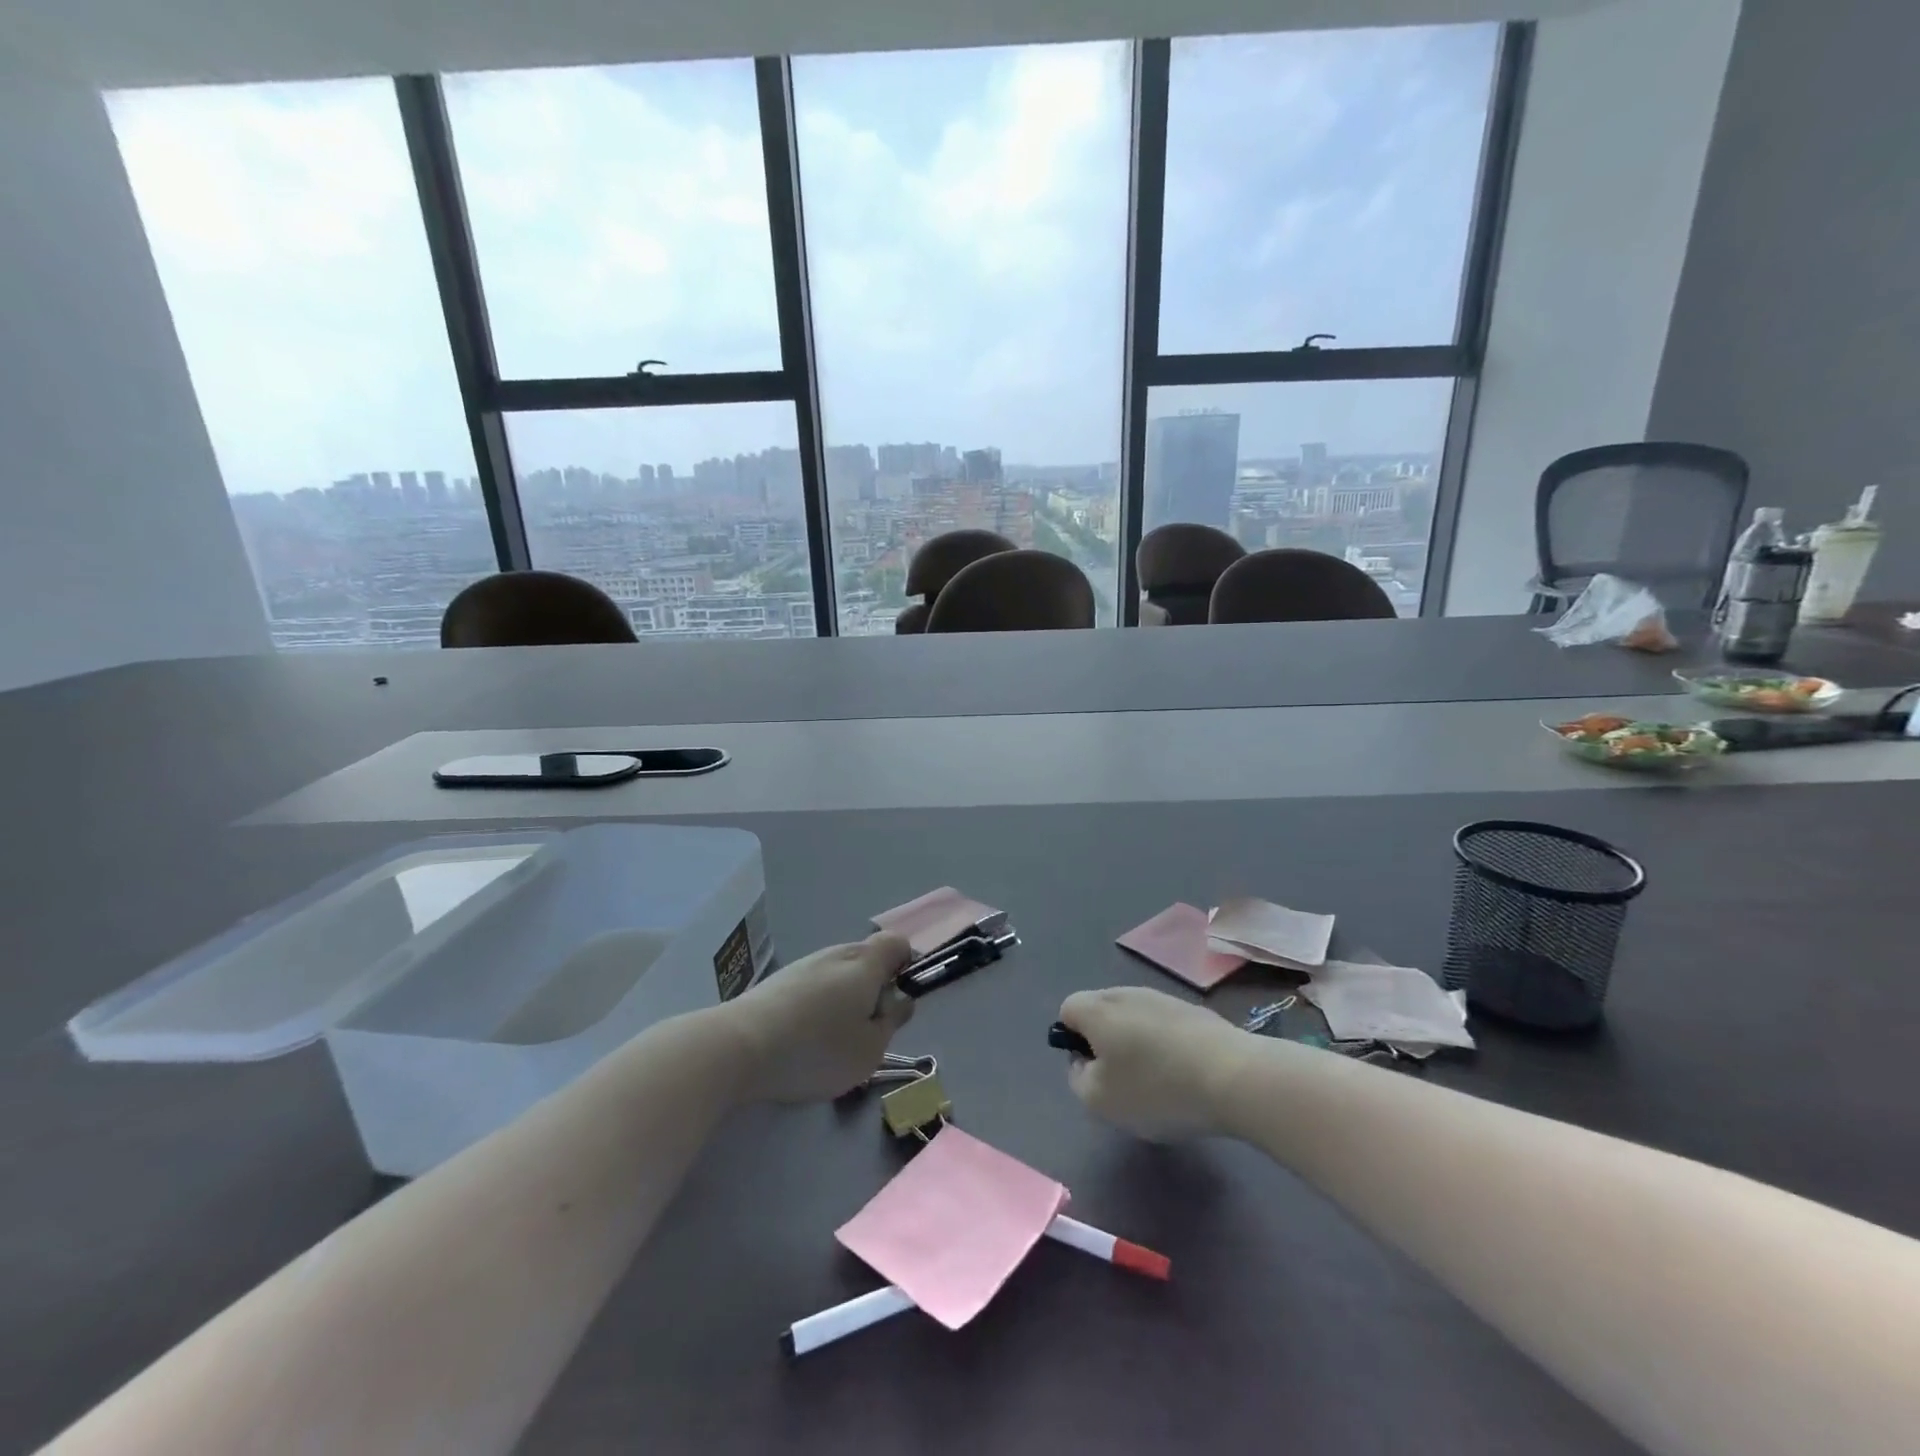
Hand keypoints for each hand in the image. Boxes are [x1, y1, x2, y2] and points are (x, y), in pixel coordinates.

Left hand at [723, 933, 913, 1103]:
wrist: (739, 1046)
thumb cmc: (817, 1049)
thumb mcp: (871, 1049)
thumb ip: (892, 1021)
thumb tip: (900, 999)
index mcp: (866, 964)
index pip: (898, 944)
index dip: (906, 967)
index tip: (897, 1002)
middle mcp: (837, 953)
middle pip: (868, 959)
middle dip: (874, 989)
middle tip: (866, 1030)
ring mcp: (805, 964)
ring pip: (839, 974)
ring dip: (844, 998)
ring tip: (831, 1041)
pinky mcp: (779, 980)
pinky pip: (813, 985)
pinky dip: (818, 1005)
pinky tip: (803, 1038)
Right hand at [1058, 986, 1250, 1140]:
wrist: (1234, 1076)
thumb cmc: (1156, 1088)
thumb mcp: (1100, 1100)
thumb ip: (1077, 1078)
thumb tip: (1083, 1061)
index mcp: (1098, 1009)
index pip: (1068, 1009)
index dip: (1072, 1040)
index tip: (1094, 1071)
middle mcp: (1126, 993)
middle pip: (1101, 1011)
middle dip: (1105, 1041)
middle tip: (1122, 1080)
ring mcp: (1163, 998)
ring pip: (1135, 1018)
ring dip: (1137, 1043)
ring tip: (1158, 1082)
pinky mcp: (1194, 1010)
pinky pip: (1165, 1025)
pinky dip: (1166, 1046)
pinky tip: (1186, 1075)